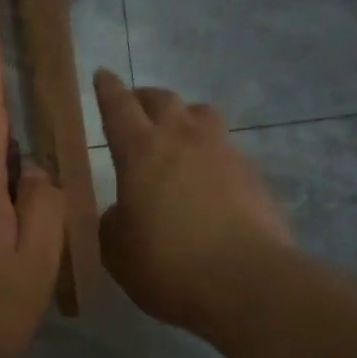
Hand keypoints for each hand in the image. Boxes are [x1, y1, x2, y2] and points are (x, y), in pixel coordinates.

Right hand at [93, 69, 292, 330]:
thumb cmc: (167, 264)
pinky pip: (227, 149)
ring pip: (202, 114)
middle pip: (164, 100)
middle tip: (135, 107)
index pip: (119, 107)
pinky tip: (209, 179)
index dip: (107, 90)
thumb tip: (120, 212)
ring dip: (185, 117)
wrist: (246, 282)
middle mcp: (184, 139)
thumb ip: (111, 223)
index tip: (103, 75)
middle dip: (145, 98)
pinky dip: (212, 154)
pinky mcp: (253, 175)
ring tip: (178, 135)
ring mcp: (224, 152)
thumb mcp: (117, 251)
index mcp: (141, 151)